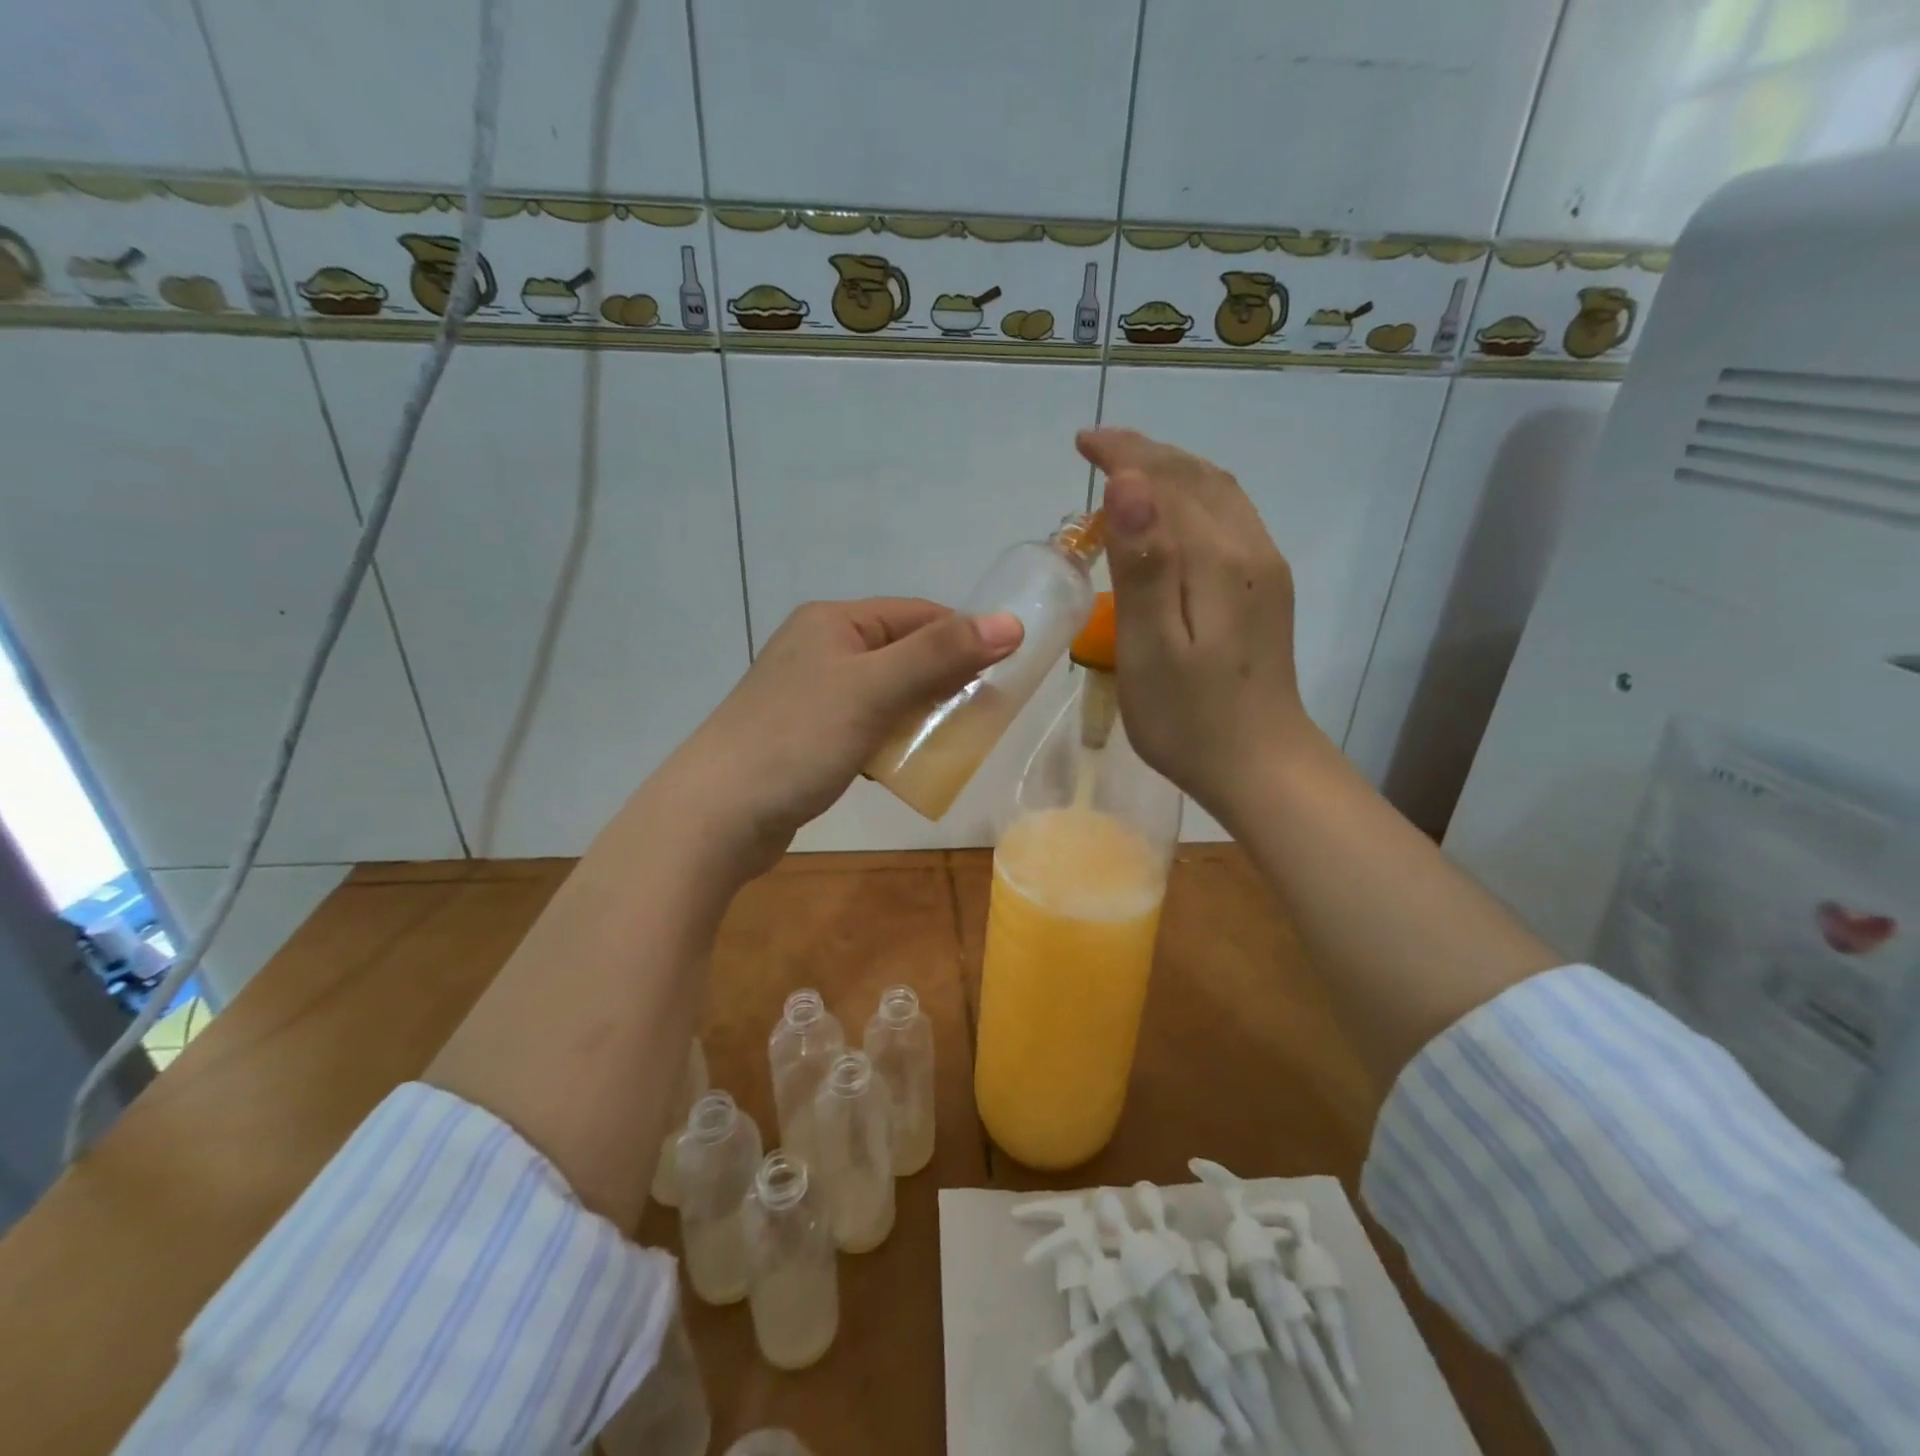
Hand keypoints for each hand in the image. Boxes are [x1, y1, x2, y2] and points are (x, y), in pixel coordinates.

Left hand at [654, 599, 1021, 878]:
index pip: (918, 615)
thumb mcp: (875, 689)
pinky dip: (890, 738)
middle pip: (902, 652)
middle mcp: (819, 648)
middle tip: (983, 713)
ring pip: (885, 692)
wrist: (717, 814)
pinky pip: (864, 724)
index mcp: (833, 622)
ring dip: (919, 712)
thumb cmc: (798, 740)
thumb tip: (1011, 623)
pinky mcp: (804, 735)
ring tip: (951, 740)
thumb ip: (941, 654)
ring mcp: (808, 693)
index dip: (963, 638)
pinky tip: (902, 763)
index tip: (1004, 674)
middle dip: (944, 679)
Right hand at [1076, 427, 1322, 829]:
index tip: (1083, 442)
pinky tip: (1172, 517)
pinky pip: (1228, 520)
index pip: (1167, 482)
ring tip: (1128, 473)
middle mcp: (1250, 549)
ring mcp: (1265, 570)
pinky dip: (1193, 499)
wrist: (1260, 766)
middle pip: (1197, 478)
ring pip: (1218, 495)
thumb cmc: (1189, 719)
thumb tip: (1128, 483)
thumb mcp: (1151, 648)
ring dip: (1172, 472)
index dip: (1125, 454)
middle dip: (1147, 454)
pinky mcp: (1266, 590)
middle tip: (1097, 449)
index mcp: (1218, 560)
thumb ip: (1143, 565)